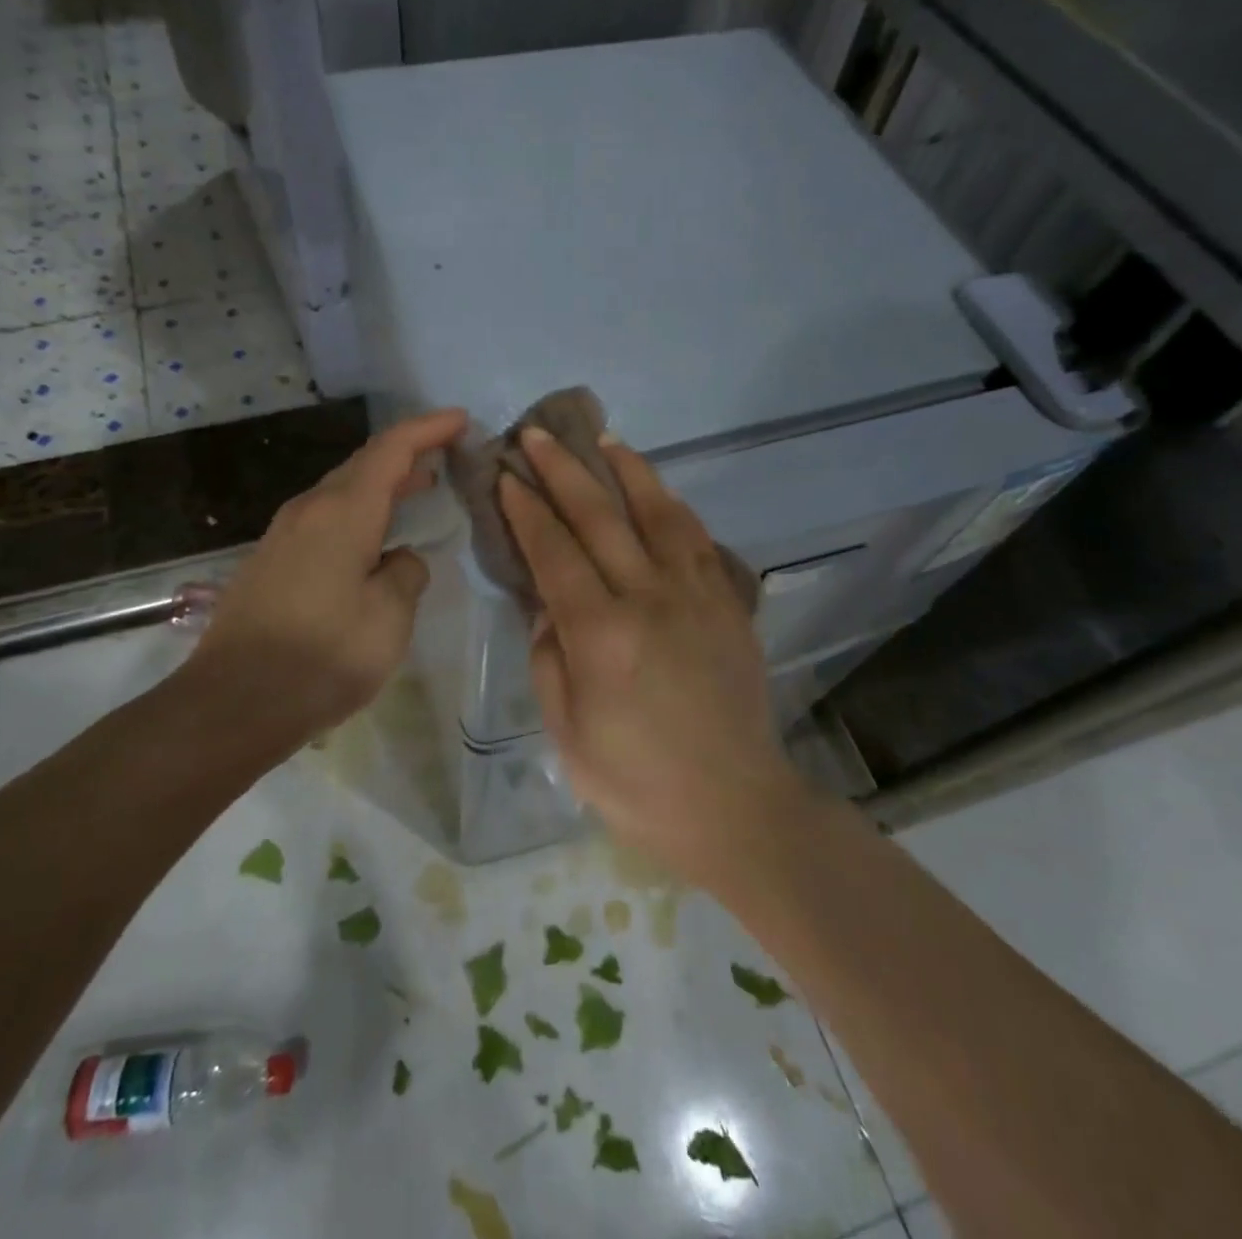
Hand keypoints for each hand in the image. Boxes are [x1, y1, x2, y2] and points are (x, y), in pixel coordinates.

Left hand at [181, 408, 466, 756]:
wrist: (233, 703)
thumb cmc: (322, 658)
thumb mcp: (388, 618)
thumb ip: (406, 575)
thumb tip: (400, 559)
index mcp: (342, 513)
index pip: (391, 450)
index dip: (428, 429)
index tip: (461, 420)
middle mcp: (309, 510)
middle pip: (363, 464)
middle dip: (407, 453)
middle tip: (447, 453)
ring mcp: (284, 535)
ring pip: (342, 491)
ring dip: (382, 484)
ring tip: (420, 487)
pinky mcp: (272, 561)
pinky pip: (326, 518)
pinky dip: (360, 512)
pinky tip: (375, 537)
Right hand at [500, 427, 802, 886]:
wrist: (734, 806)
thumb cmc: (637, 783)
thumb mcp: (567, 734)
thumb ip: (549, 660)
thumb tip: (546, 607)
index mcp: (601, 635)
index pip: (555, 553)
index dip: (527, 510)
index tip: (507, 475)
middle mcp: (650, 600)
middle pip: (601, 518)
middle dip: (564, 471)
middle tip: (538, 435)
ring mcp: (697, 596)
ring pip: (659, 514)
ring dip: (628, 471)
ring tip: (606, 439)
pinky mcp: (729, 605)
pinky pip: (699, 540)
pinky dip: (673, 508)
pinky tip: (658, 494)